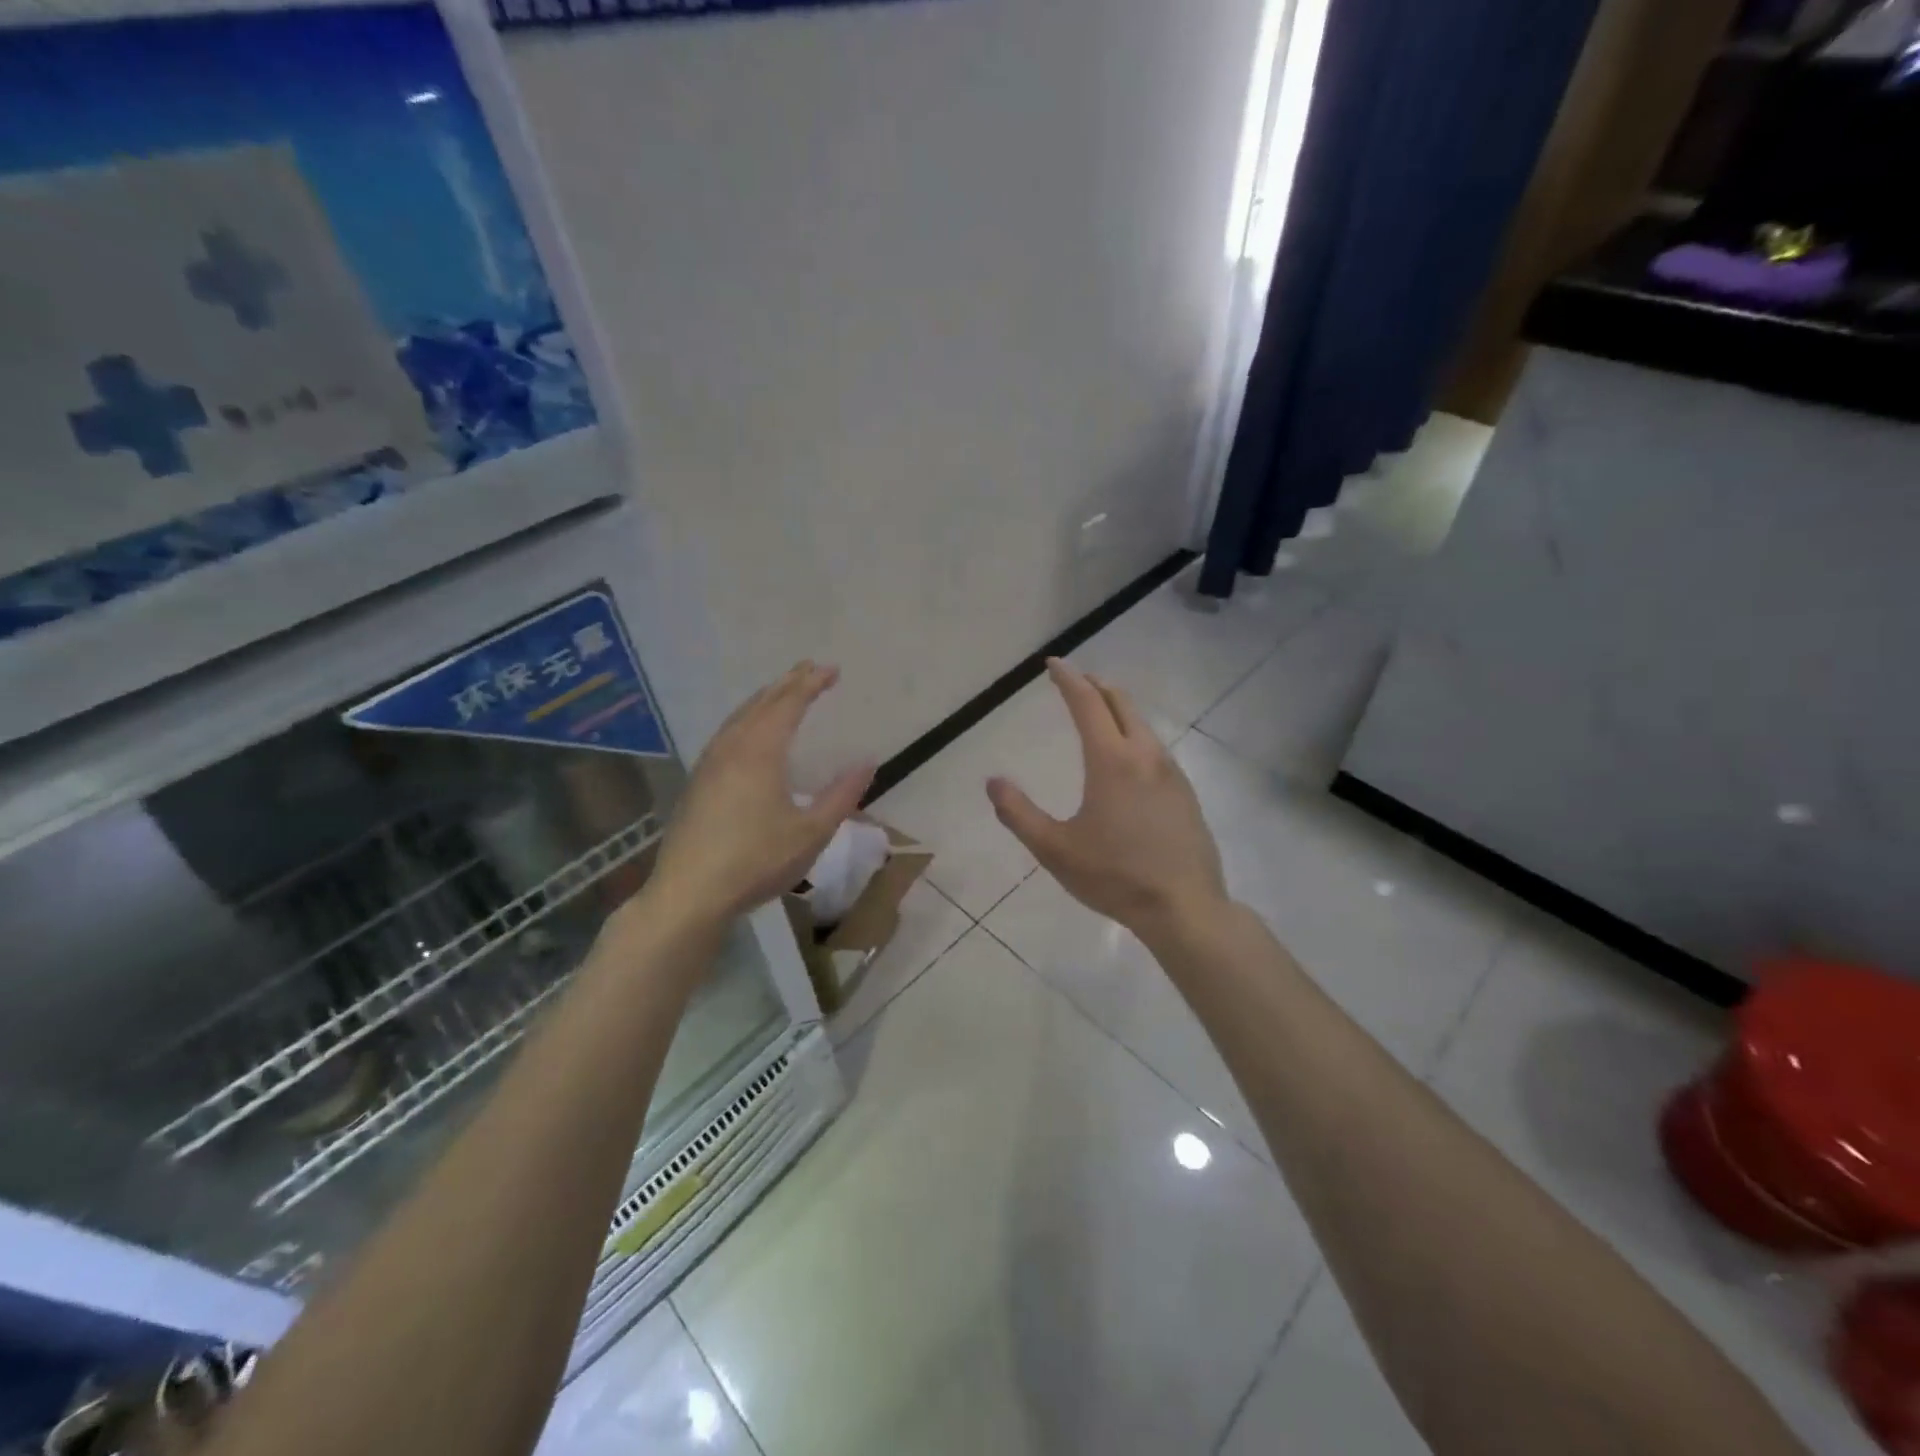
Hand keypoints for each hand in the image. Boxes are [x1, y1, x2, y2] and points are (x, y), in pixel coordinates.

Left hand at [648, 662, 875, 924]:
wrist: (689, 894)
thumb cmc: (756, 861)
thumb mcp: (811, 832)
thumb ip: (841, 795)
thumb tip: (867, 762)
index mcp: (760, 752)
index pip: (788, 704)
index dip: (811, 683)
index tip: (832, 670)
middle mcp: (731, 748)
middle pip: (761, 703)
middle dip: (788, 683)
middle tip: (810, 669)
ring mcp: (708, 764)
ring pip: (738, 717)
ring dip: (764, 699)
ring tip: (782, 693)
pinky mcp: (697, 783)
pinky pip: (726, 734)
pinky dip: (745, 720)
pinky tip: (747, 734)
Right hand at [987, 659, 1227, 938]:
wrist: (1184, 907)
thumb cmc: (1114, 876)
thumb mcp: (1055, 849)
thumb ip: (1019, 814)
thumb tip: (993, 782)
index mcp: (1112, 761)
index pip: (1087, 704)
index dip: (1068, 680)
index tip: (1053, 664)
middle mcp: (1145, 756)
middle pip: (1121, 704)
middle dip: (1096, 687)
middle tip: (1076, 681)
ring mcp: (1172, 774)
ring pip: (1143, 726)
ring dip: (1119, 710)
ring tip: (1100, 713)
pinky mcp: (1186, 794)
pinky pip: (1156, 750)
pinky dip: (1136, 736)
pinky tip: (1130, 759)